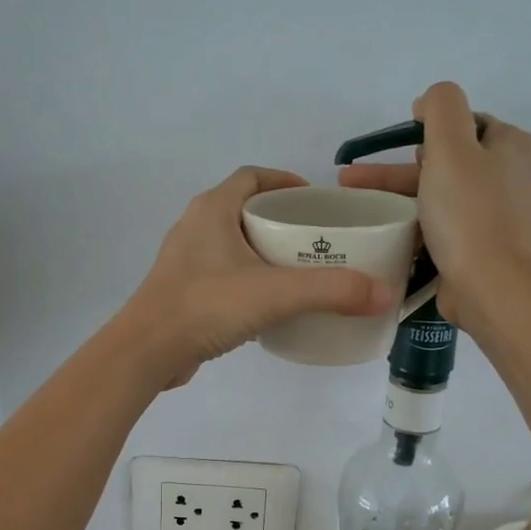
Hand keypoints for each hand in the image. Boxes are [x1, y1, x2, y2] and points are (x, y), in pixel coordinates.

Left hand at [119, 167, 394, 388]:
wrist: (146, 352)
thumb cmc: (206, 306)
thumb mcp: (276, 293)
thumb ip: (332, 291)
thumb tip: (384, 293)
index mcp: (212, 209)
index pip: (252, 177)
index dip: (285, 180)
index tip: (314, 200)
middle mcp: (194, 227)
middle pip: (244, 209)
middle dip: (281, 219)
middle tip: (316, 239)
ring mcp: (184, 261)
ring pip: (232, 243)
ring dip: (263, 250)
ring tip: (299, 270)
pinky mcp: (182, 292)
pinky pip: (222, 273)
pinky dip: (248, 278)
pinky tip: (269, 303)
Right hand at [337, 82, 530, 330]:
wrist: (488, 286)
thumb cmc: (468, 213)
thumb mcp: (451, 146)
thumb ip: (441, 107)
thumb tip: (429, 101)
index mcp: (514, 147)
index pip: (466, 123)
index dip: (429, 128)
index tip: (397, 144)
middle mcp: (512, 177)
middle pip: (447, 160)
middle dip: (398, 168)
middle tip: (355, 178)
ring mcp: (498, 214)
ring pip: (440, 194)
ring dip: (398, 195)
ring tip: (355, 204)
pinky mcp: (482, 245)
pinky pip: (443, 224)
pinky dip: (414, 222)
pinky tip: (386, 229)